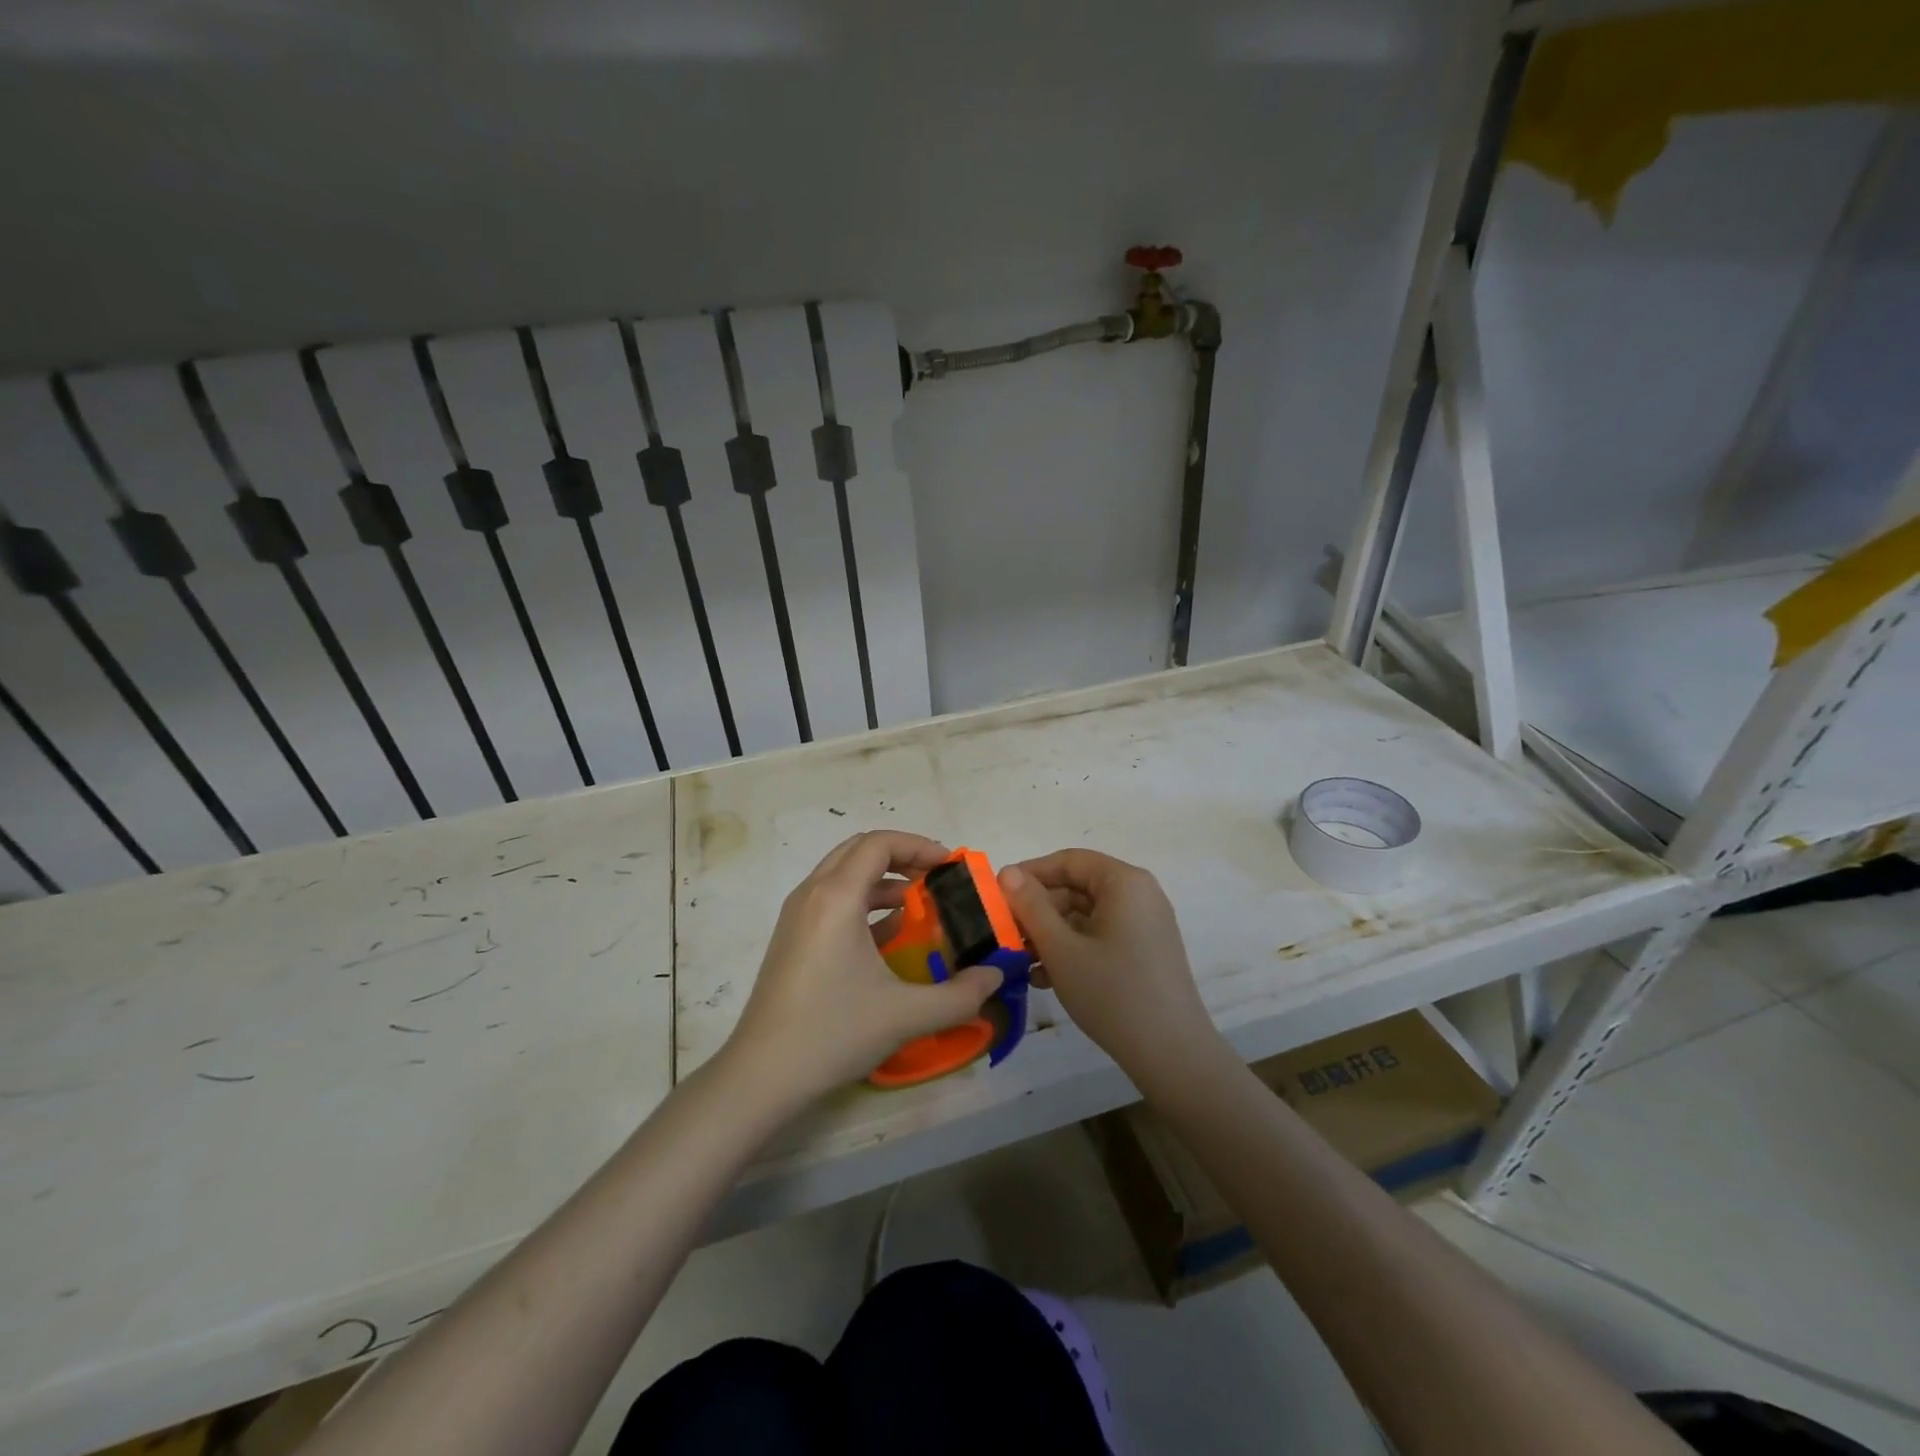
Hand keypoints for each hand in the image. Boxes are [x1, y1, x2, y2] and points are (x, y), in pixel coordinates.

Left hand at [720, 831, 1005, 1105]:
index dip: (919, 846)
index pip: (879, 843)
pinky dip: (862, 901)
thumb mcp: (906, 1014)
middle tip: (936, 879)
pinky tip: (888, 935)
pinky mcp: (791, 937)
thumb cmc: (833, 1032)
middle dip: (902, 856)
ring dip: (882, 879)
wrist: (762, 1075)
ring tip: (918, 905)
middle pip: (859, 850)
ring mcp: (797, 915)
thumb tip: (996, 976)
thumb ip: (960, 994)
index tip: (951, 866)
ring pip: (843, 873)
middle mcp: (812, 894)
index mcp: (836, 896)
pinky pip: (831, 899)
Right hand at [998, 850, 1227, 1090]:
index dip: (1030, 874)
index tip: (998, 895)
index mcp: (1124, 882)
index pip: (1069, 861)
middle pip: (1078, 888)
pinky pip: (1102, 936)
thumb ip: (1031, 906)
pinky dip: (1074, 949)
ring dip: (1052, 934)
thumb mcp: (1062, 949)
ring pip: (1087, 916)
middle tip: (1007, 935)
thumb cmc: (1112, 993)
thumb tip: (1007, 872)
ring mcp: (1145, 925)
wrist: (1172, 1055)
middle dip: (1039, 911)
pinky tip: (1046, 978)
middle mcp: (1139, 895)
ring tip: (1022, 962)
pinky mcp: (1146, 952)